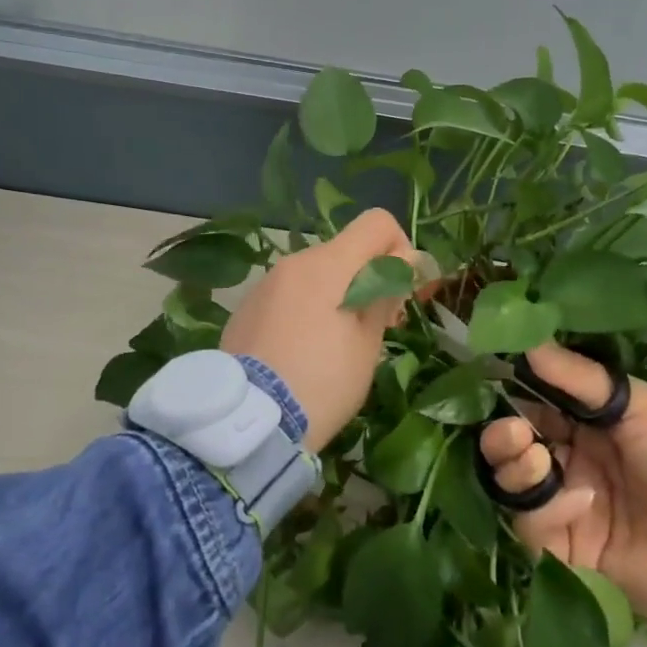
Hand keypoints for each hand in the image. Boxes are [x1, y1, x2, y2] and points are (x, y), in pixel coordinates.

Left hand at [221, 208, 418, 454]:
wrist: (248, 422)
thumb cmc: (322, 383)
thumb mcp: (367, 344)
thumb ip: (385, 292)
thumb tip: (400, 261)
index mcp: (328, 265)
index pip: (376, 223)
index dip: (398, 248)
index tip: (398, 290)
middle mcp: (294, 262)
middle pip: (346, 251)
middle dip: (367, 279)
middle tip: (375, 328)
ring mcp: (266, 284)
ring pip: (316, 274)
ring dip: (336, 296)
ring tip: (334, 348)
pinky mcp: (246, 307)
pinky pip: (289, 295)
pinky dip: (305, 310)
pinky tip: (301, 353)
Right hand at [480, 345, 646, 629]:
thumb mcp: (643, 406)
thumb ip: (579, 378)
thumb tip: (526, 339)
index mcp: (597, 424)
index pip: (539, 403)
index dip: (515, 393)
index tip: (494, 379)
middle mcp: (579, 462)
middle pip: (519, 446)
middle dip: (505, 434)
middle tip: (513, 431)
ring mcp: (574, 508)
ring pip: (517, 485)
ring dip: (514, 466)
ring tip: (532, 456)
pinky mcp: (572, 553)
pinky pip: (535, 528)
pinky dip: (546, 511)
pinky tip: (580, 502)